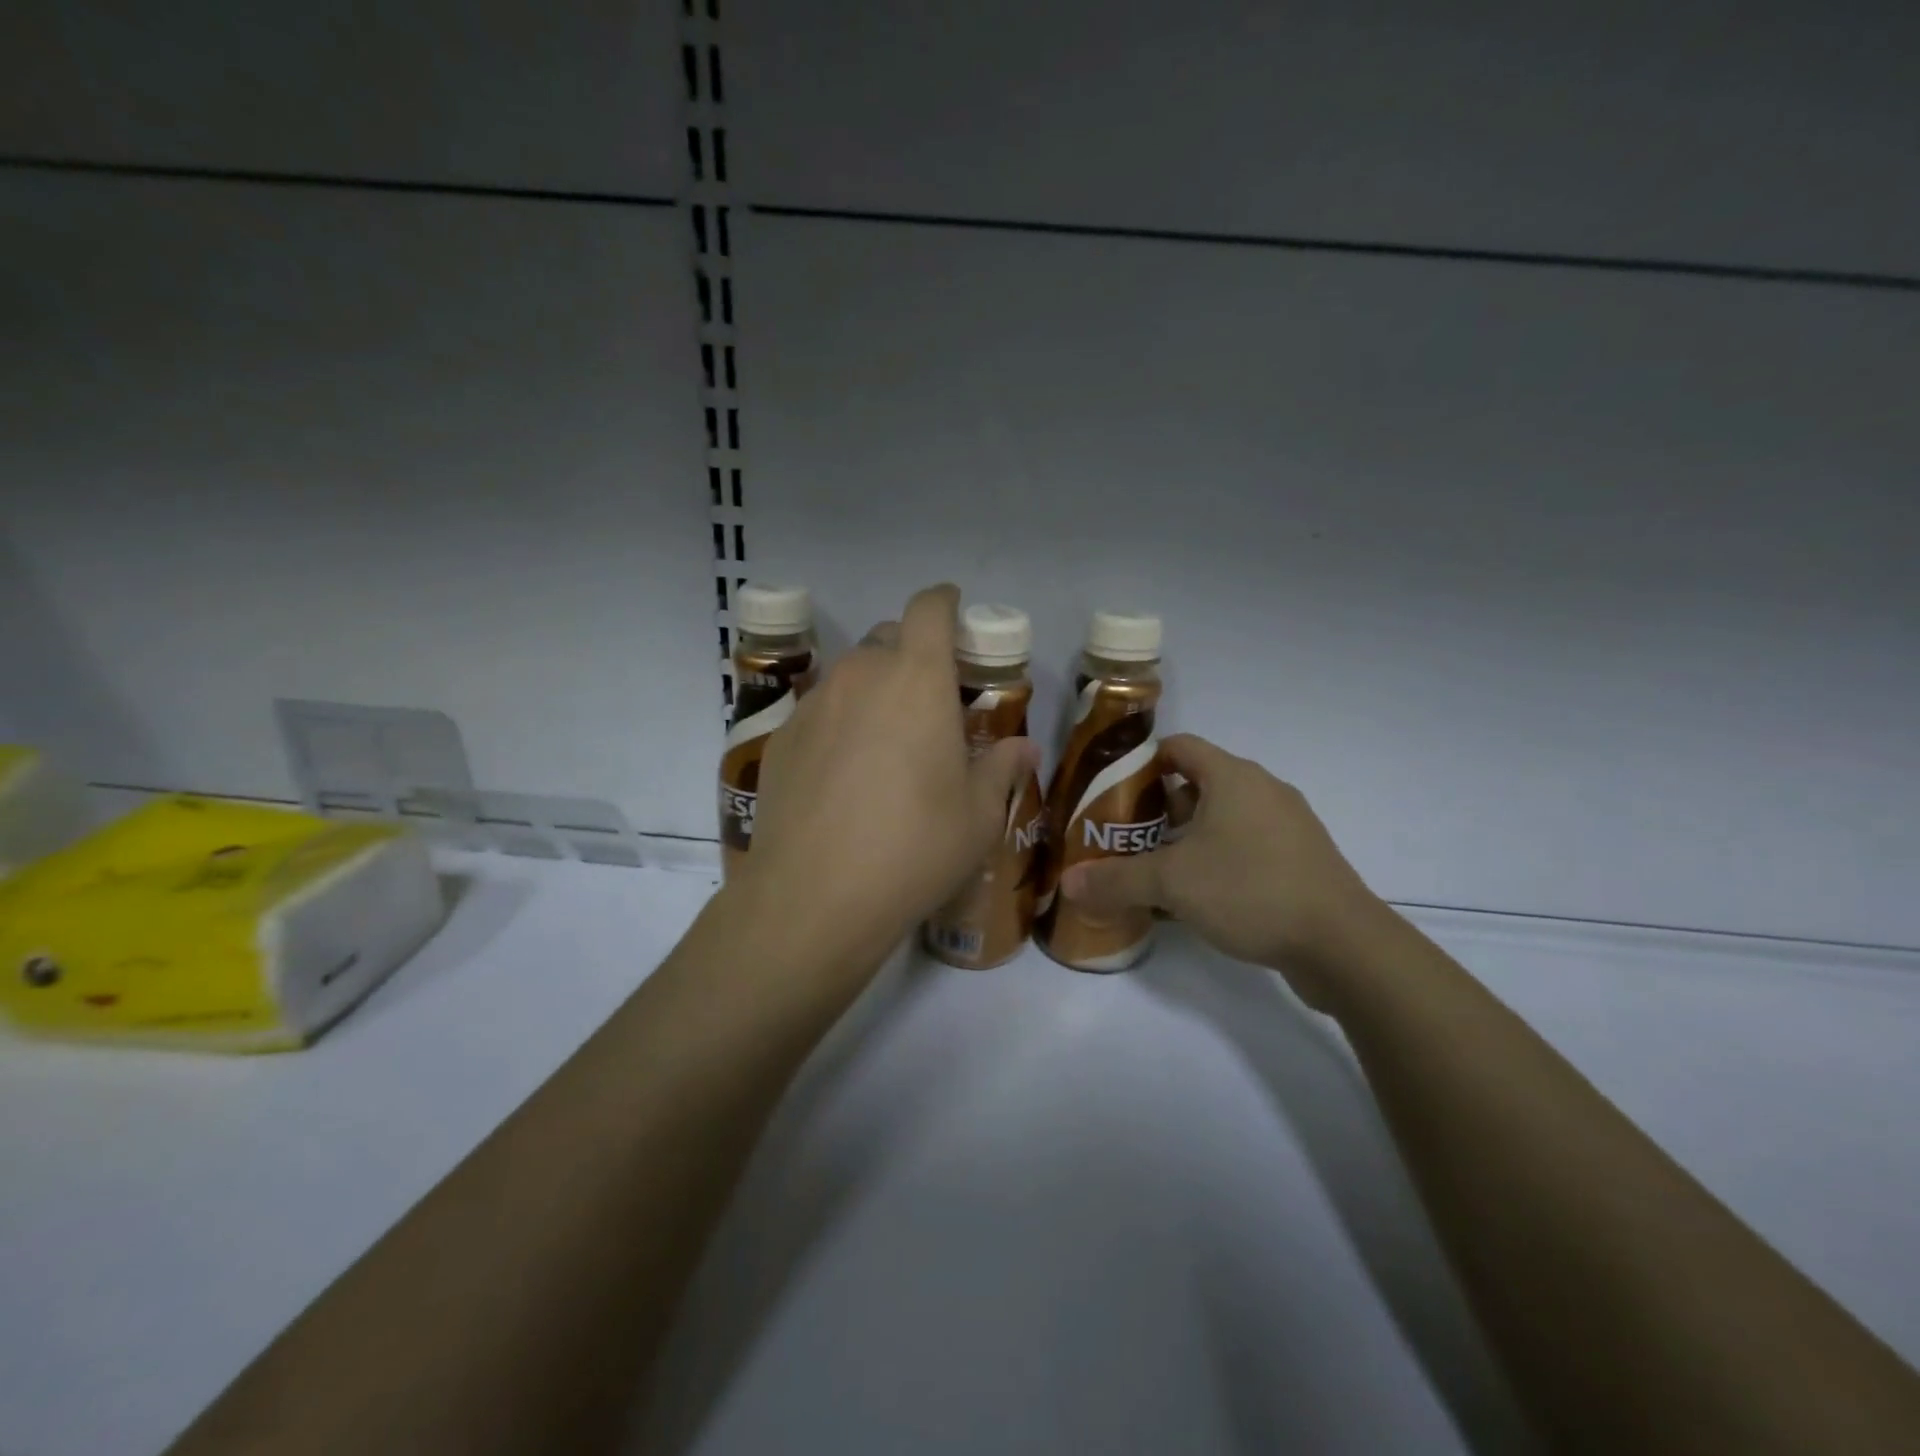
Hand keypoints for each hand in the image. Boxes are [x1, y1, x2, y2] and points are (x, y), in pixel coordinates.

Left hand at [730, 584, 1037, 969]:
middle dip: (911, 653)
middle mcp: (860, 676)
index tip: (954, 613)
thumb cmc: (915, 847)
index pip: (928, 608)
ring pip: (850, 675)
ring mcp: (813, 705)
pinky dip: (838, 723)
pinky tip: (843, 774)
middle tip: (929, 698)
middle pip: (887, 637)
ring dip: (873, 689)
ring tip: (886, 740)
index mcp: (916, 679)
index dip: (943, 602)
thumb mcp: (977, 815)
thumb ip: (1002, 769)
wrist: (815, 896)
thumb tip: (1023, 748)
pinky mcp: (780, 739)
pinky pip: (818, 712)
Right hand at [1060, 734, 1384, 998]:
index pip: (1179, 747)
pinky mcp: (1301, 860)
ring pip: (1223, 817)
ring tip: (1156, 868)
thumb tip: (1067, 883)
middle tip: (1124, 836)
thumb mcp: (1171, 883)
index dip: (1142, 762)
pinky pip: (1247, 845)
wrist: (1343, 944)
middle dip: (1158, 807)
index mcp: (1232, 777)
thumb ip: (1115, 880)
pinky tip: (1199, 896)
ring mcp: (1287, 825)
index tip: (1111, 790)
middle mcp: (1262, 790)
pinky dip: (1218, 858)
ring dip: (1188, 836)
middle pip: (1198, 783)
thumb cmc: (1250, 890)